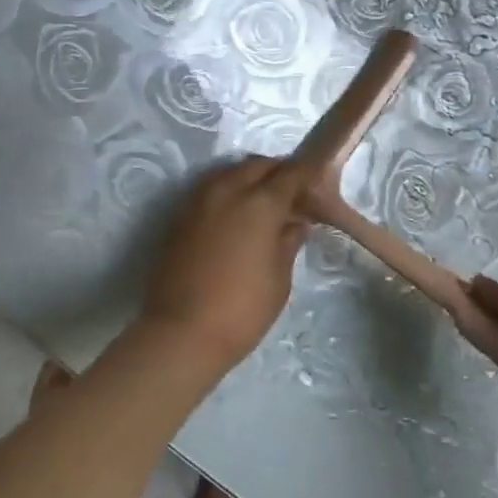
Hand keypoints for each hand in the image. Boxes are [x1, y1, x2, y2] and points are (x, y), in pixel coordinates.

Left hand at [141, 156, 310, 373]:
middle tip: (292, 192)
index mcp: (260, 203)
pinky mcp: (180, 214)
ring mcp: (199, 199)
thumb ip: (288, 243)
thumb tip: (296, 223)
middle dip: (278, 172)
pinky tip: (235, 213)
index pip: (291, 174)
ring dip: (250, 177)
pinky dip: (227, 190)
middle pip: (257, 165)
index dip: (306, 174)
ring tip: (263, 201)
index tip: (317, 180)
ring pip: (230, 172)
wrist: (181, 332)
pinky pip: (210, 188)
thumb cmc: (242, 310)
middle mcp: (228, 190)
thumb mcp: (279, 279)